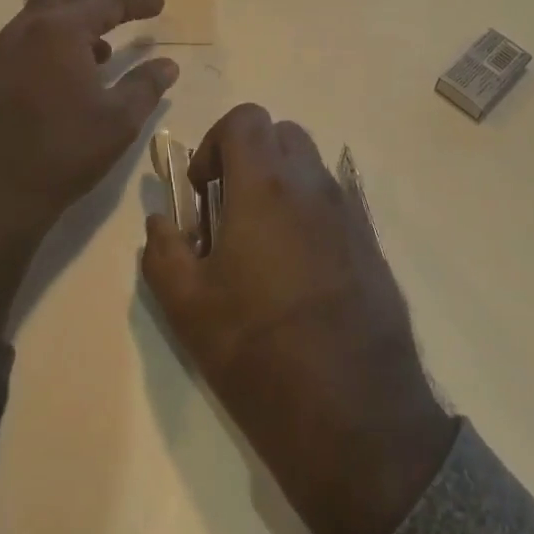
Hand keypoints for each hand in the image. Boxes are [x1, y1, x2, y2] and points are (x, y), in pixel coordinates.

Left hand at [0, 0, 177, 327]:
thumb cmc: (64, 150)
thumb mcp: (119, 119)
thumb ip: (146, 85)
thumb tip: (168, 64)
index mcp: (60, 31)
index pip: (105, 2)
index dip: (136, 1)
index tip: (159, 2)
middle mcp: (27, 29)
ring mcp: (4, 51)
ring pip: (41, 10)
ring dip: (73, 9)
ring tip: (105, 32)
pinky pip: (28, 35)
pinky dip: (55, 33)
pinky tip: (75, 64)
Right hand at [140, 104, 456, 533]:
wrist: (356, 415)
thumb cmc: (259, 354)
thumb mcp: (188, 308)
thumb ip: (164, 250)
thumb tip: (162, 220)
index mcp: (266, 186)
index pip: (246, 118)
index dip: (216, 142)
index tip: (205, 191)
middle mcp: (313, 184)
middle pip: (281, 133)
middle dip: (250, 156)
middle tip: (230, 210)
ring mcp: (349, 211)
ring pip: (310, 165)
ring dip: (280, 182)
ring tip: (261, 243)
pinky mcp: (371, 242)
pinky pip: (334, 201)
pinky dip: (309, 211)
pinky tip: (298, 271)